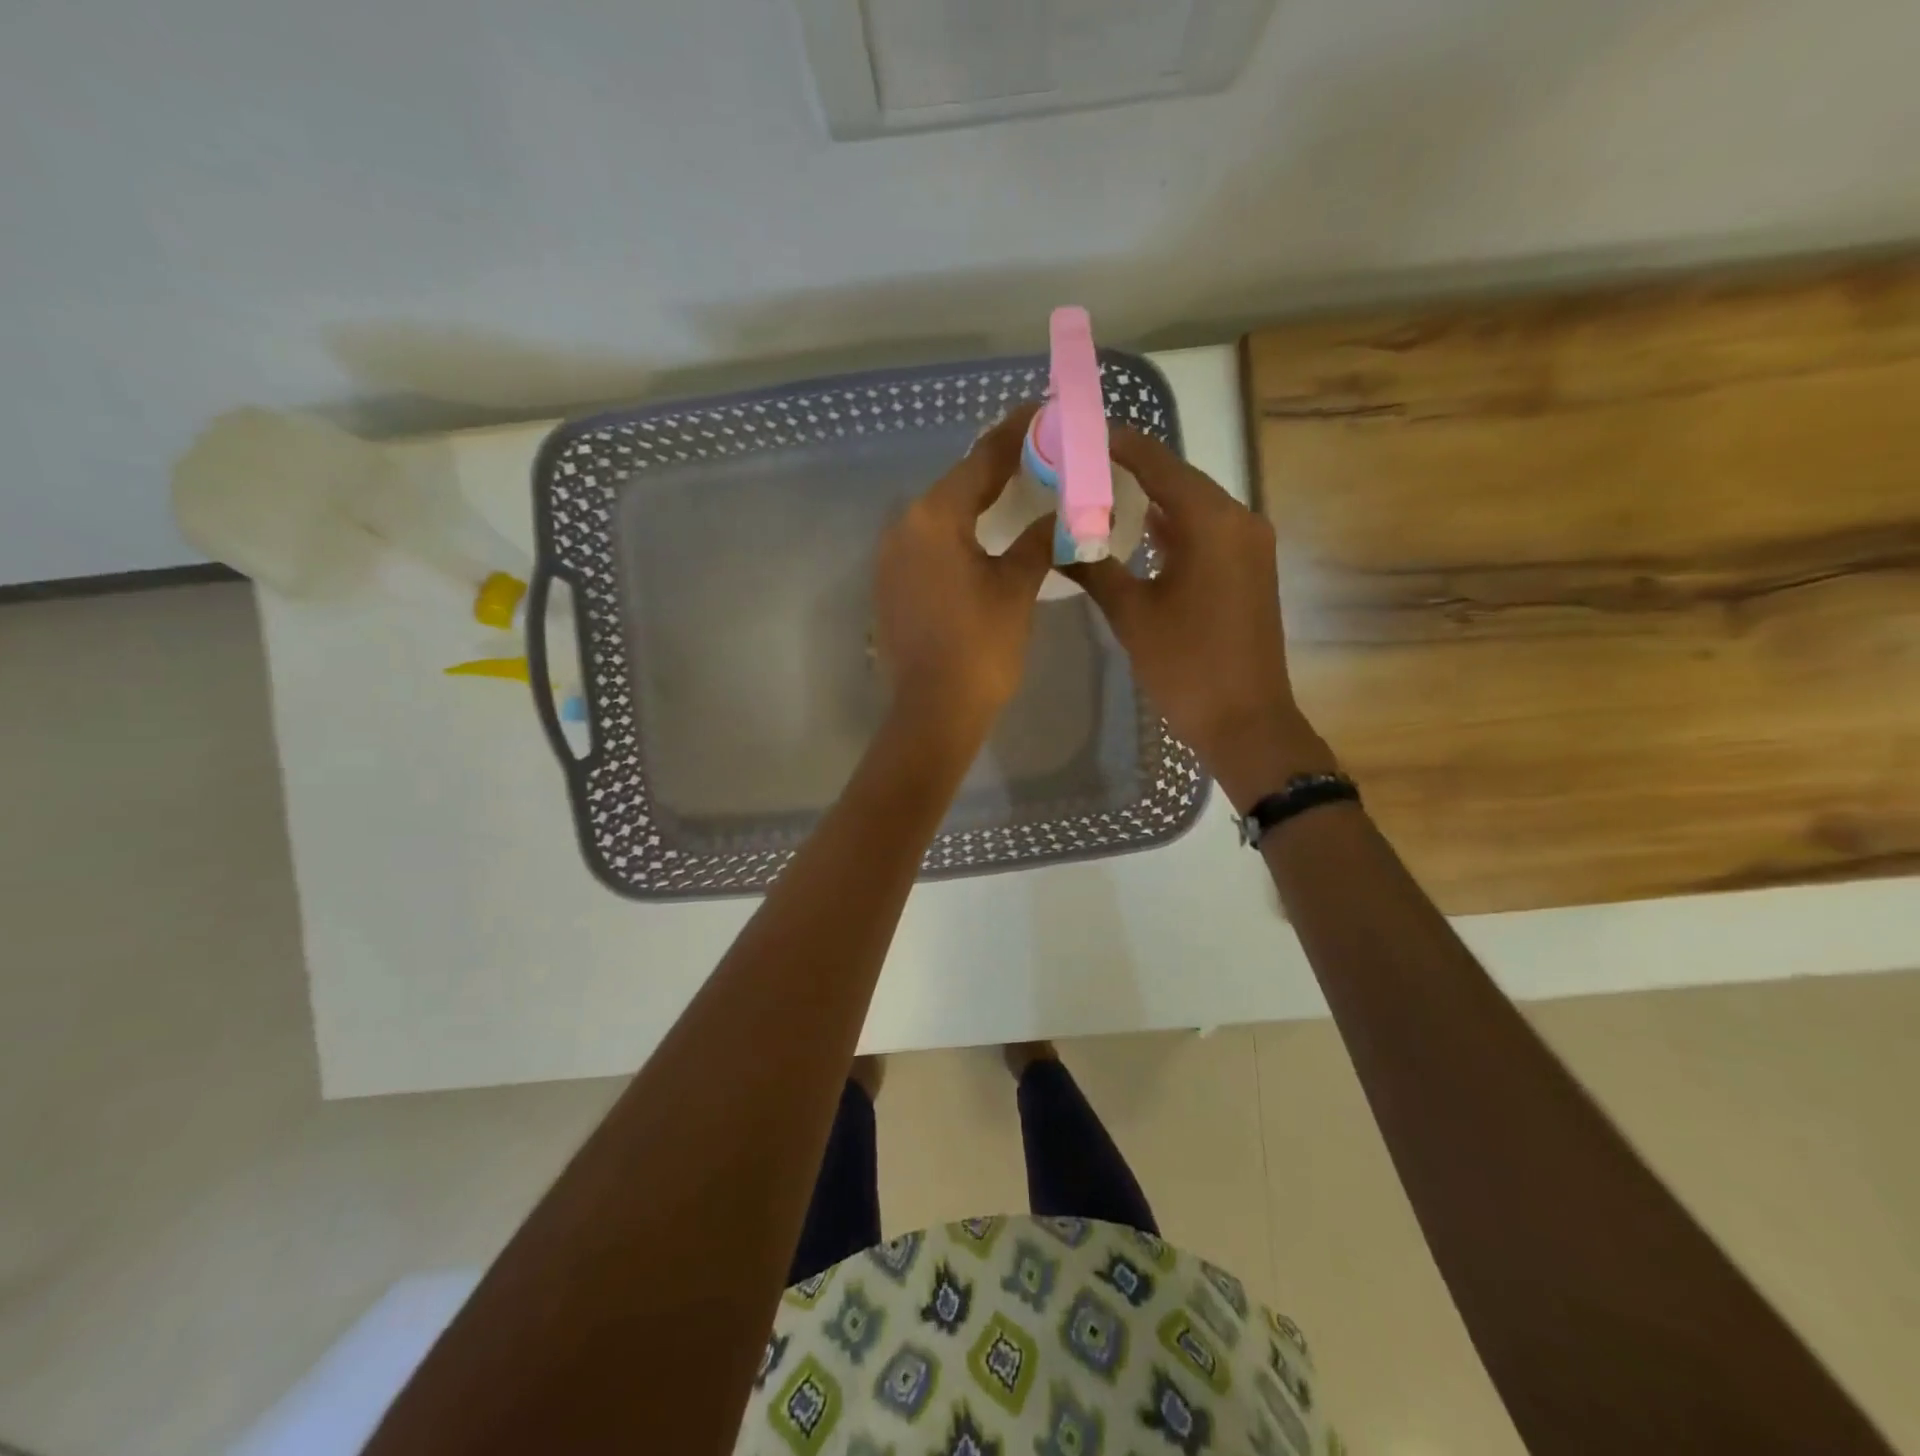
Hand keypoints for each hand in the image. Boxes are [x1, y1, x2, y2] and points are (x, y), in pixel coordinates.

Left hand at [873, 405, 1052, 746]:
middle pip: (959, 483)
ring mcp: (892, 557)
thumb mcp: (1017, 589)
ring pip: (942, 514)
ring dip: (979, 501)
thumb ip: (1038, 541)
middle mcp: (904, 527)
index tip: (1044, 411)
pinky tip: (985, 536)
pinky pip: (930, 543)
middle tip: (1041, 452)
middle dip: (1000, 466)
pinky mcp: (891, 584)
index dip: (1017, 433)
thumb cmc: (980, 648)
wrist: (932, 712)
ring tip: (1020, 490)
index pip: (982, 459)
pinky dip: (960, 532)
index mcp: (935, 518)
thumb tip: (1061, 516)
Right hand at [1063, 429, 1333, 808]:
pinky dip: (1172, 527)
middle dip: (1131, 470)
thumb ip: (1092, 568)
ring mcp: (1249, 545)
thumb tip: (1054, 539)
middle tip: (1081, 466)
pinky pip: (1206, 532)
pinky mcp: (1249, 568)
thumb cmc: (1186, 666)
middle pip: (1178, 479)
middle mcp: (1239, 520)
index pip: (1159, 463)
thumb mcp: (1131, 615)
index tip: (1080, 433)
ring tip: (1101, 493)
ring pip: (1193, 506)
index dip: (1118, 445)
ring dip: (1152, 500)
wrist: (1246, 720)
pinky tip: (1138, 532)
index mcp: (1212, 522)